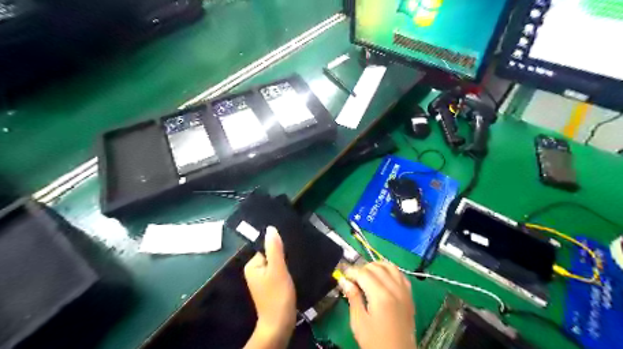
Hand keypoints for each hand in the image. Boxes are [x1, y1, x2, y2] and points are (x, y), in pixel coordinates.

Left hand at [244, 225, 295, 346]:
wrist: (280, 323)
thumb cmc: (278, 295)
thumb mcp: (277, 268)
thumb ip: (274, 248)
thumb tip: (270, 228)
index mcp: (252, 265)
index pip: (266, 248)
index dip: (278, 248)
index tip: (288, 250)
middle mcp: (254, 271)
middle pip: (270, 255)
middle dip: (281, 256)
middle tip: (292, 260)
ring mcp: (262, 279)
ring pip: (275, 263)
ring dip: (284, 264)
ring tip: (294, 265)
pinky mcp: (270, 286)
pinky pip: (277, 272)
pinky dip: (284, 271)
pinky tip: (292, 273)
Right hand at [343, 262, 414, 348]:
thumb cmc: (375, 342)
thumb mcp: (359, 322)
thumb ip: (353, 297)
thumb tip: (344, 280)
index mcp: (381, 296)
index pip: (364, 273)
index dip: (351, 271)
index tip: (343, 274)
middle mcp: (394, 289)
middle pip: (376, 267)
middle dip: (362, 268)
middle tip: (352, 278)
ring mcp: (404, 291)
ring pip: (390, 266)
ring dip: (376, 266)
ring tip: (366, 274)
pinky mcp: (410, 295)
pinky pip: (400, 274)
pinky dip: (390, 270)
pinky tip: (383, 276)